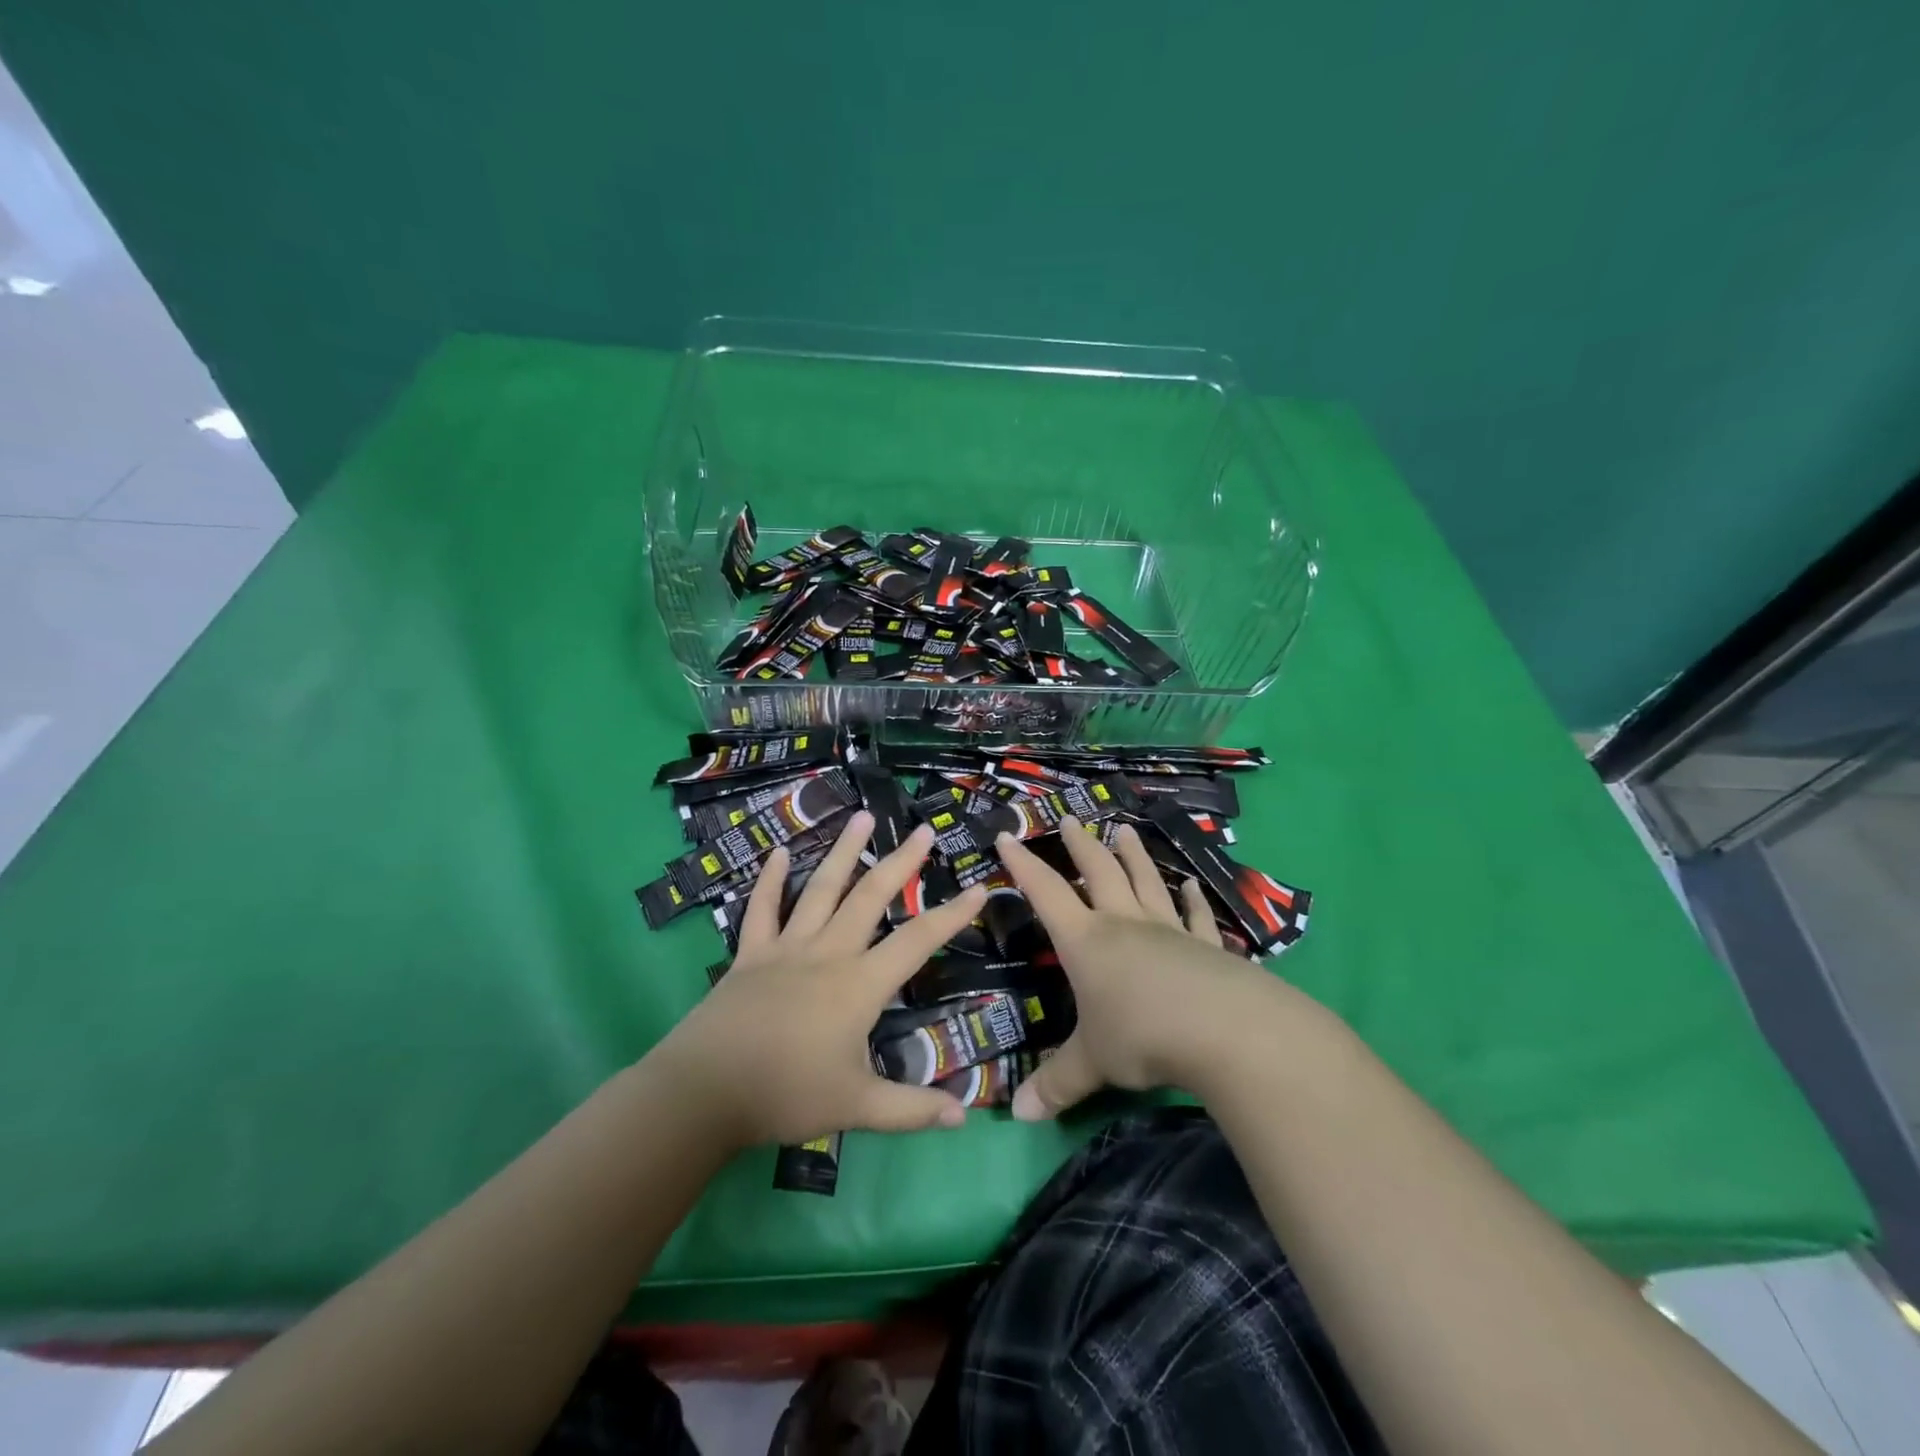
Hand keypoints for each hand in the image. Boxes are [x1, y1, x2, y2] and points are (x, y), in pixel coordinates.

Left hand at [651, 811, 987, 1149]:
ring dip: (843, 851)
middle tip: (922, 831)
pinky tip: (777, 853)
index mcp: (859, 984)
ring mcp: (787, 948)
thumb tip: (964, 1114)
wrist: (704, 1091)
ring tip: (861, 816)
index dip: (951, 915)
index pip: (917, 941)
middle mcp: (828, 953)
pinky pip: (762, 910)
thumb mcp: (857, 1108)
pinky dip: (770, 881)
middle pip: (871, 897)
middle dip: (901, 862)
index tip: (978, 888)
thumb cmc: (786, 1095)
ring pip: (821, 889)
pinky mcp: (750, 955)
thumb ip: (911, 1108)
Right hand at [995, 818, 1289, 1119]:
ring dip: (1134, 857)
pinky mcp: (1208, 947)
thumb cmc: (1144, 1037)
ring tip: (1124, 831)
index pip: (1047, 893)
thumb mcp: (1092, 1064)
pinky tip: (1192, 885)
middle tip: (1070, 820)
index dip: (1024, 865)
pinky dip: (1192, 900)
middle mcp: (1125, 925)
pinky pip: (1195, 917)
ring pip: (1146, 883)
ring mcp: (1169, 931)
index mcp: (1088, 941)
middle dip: (1081, 847)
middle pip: (1099, 874)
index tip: (1008, 836)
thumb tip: (1016, 1117)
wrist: (1228, 1031)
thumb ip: (1055, 1085)